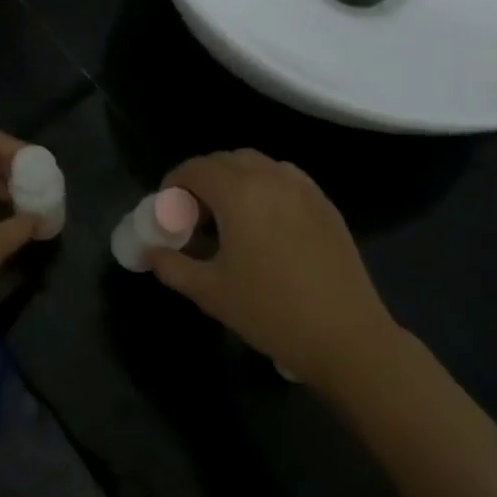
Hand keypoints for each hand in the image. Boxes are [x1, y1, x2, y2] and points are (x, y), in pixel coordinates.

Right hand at [146, 150, 399, 392]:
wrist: (346, 336)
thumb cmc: (270, 311)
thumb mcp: (210, 292)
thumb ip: (172, 266)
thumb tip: (151, 253)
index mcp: (239, 193)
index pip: (196, 168)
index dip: (174, 184)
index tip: (167, 211)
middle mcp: (271, 178)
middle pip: (226, 160)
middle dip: (203, 180)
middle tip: (194, 217)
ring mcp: (303, 189)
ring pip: (258, 165)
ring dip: (234, 179)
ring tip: (229, 217)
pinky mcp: (325, 204)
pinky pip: (285, 178)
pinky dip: (264, 186)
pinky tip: (264, 223)